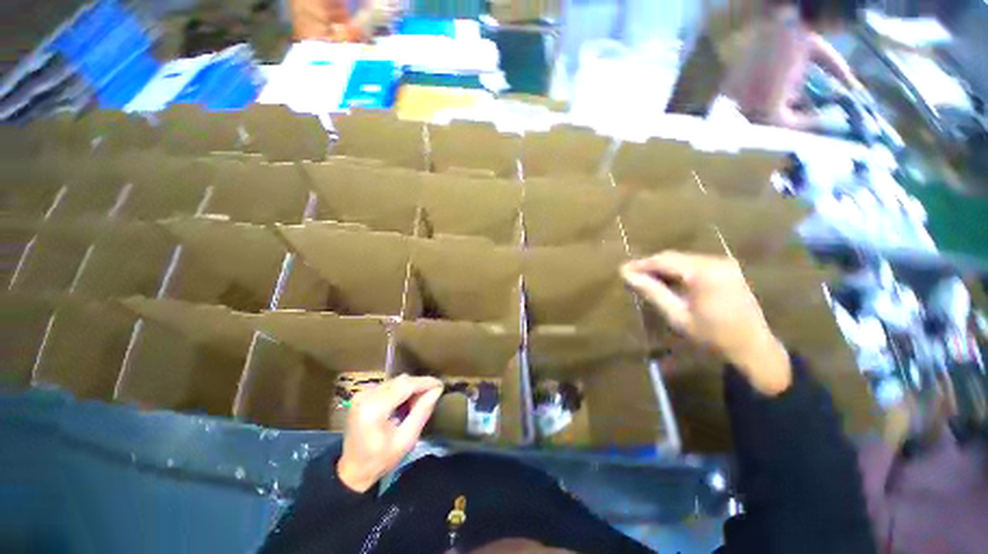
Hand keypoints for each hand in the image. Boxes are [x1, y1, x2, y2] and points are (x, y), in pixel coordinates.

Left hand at [337, 375, 443, 491]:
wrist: (352, 470)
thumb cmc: (381, 459)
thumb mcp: (406, 440)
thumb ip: (422, 412)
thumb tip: (437, 390)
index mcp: (375, 408)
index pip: (405, 385)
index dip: (425, 382)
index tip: (441, 385)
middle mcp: (366, 396)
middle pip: (400, 381)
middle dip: (419, 385)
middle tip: (432, 396)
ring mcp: (362, 393)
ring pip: (395, 381)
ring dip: (410, 387)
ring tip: (418, 402)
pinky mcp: (362, 394)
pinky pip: (388, 385)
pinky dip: (400, 390)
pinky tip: (404, 403)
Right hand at [621, 252, 791, 395]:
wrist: (754, 347)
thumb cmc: (713, 336)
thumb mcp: (678, 316)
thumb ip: (653, 292)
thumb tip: (628, 276)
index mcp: (704, 273)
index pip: (664, 260)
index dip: (641, 264)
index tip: (622, 270)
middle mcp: (715, 261)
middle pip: (673, 257)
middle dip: (651, 265)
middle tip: (631, 275)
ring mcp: (724, 263)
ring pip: (683, 259)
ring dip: (663, 268)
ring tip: (645, 279)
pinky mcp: (727, 268)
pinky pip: (694, 264)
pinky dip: (677, 270)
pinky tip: (667, 280)